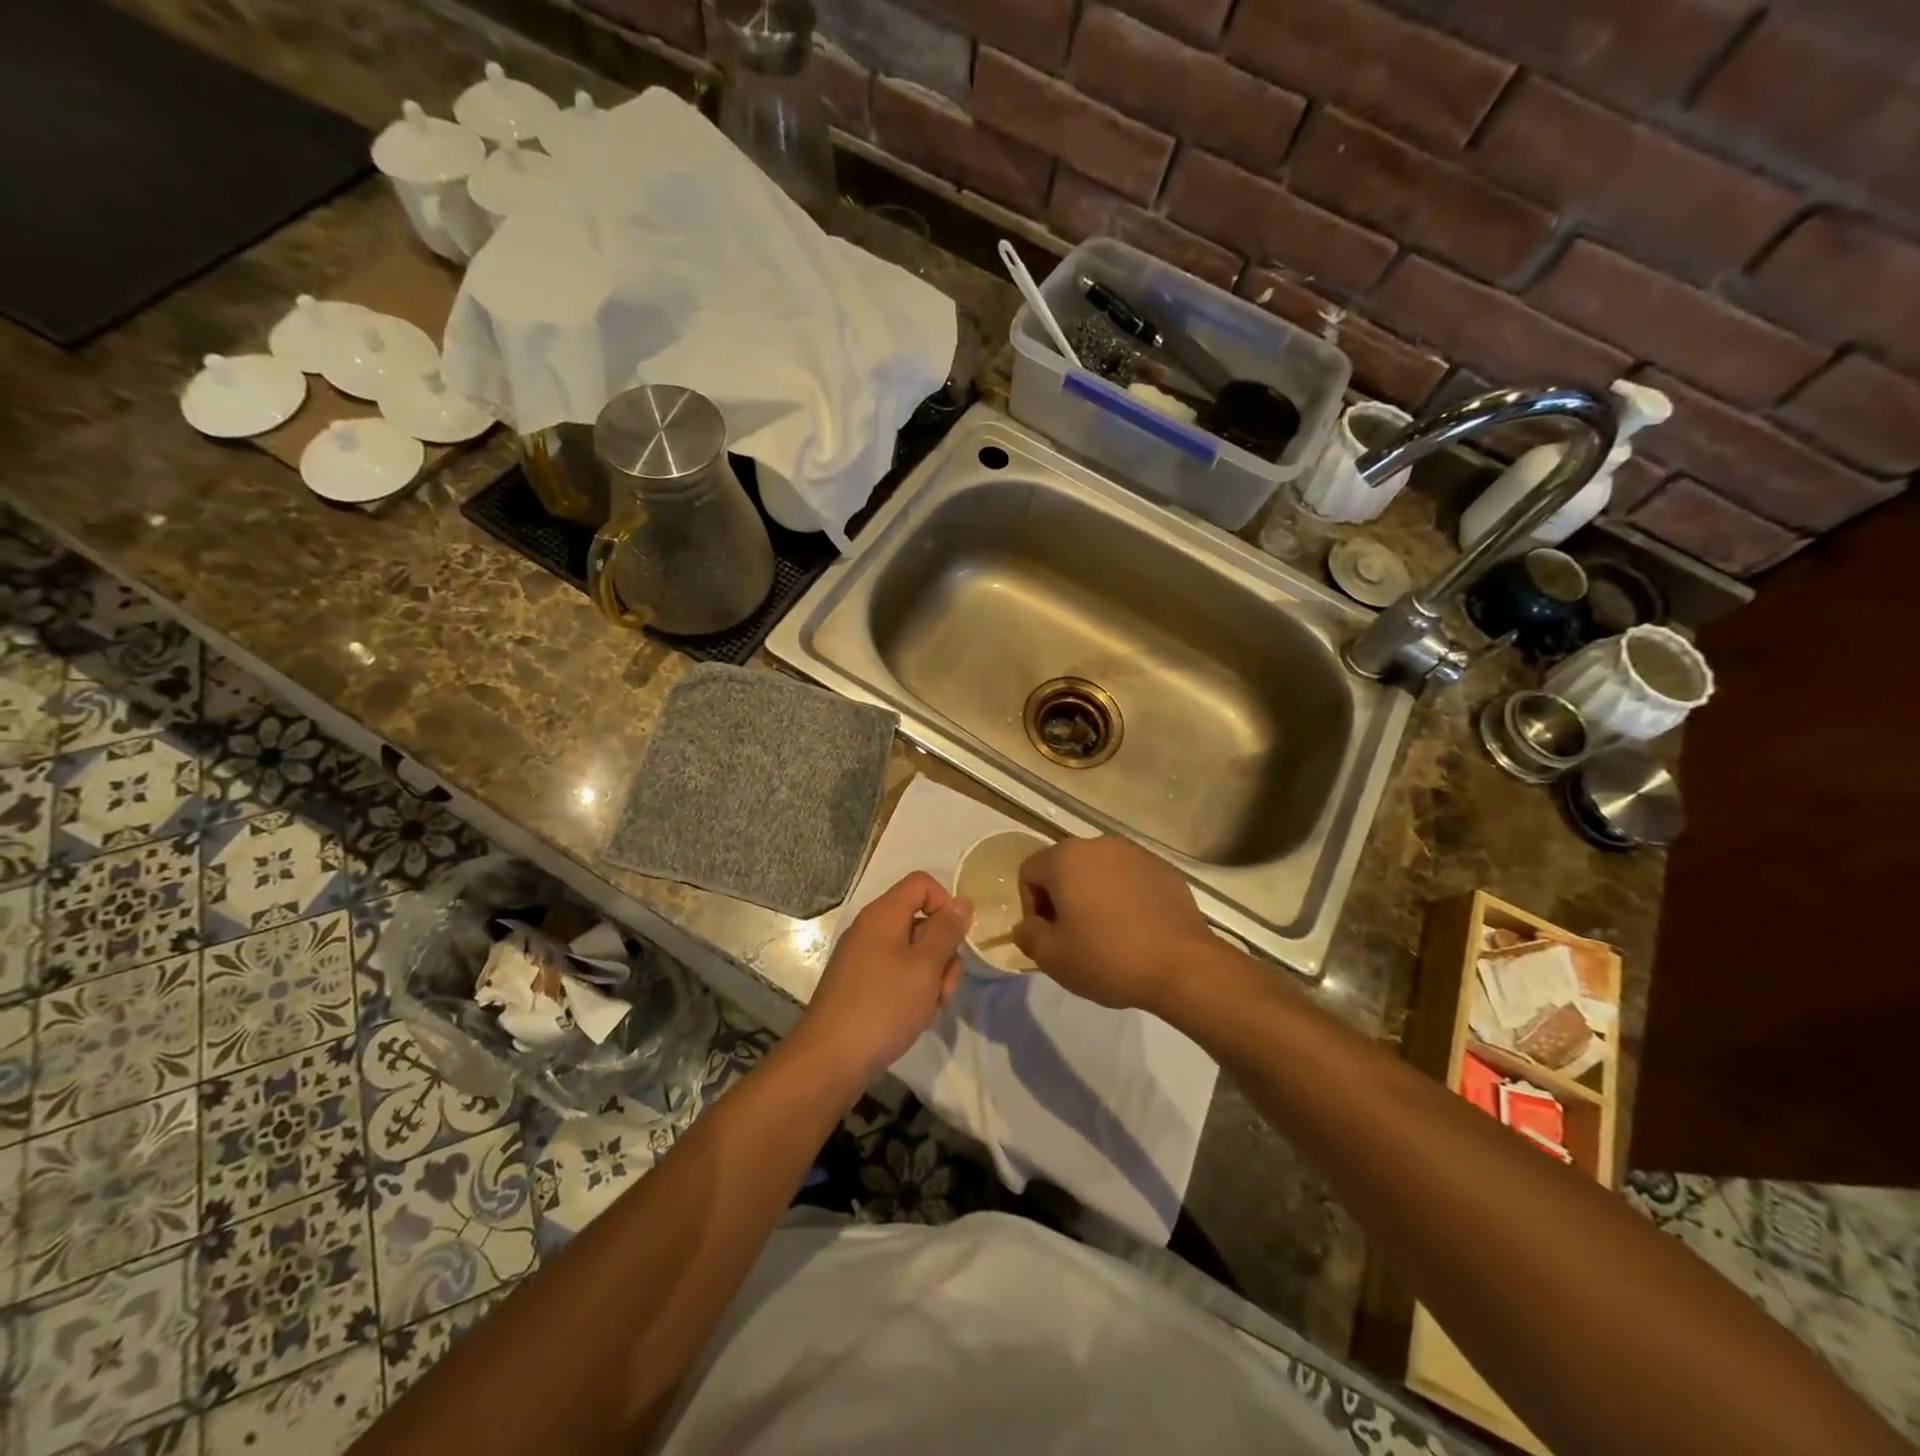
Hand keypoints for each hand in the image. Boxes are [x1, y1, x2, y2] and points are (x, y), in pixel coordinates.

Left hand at [797, 872, 972, 1084]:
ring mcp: (863, 959)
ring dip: (931, 980)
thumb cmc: (882, 1007)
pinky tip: (912, 1020)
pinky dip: (912, 994)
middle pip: (921, 922)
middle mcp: (870, 930)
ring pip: (913, 954)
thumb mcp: (925, 967)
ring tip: (927, 1011)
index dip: (945, 904)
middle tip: (942, 989)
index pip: (922, 884)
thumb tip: (962, 901)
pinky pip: (897, 976)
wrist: (829, 1060)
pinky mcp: (860, 986)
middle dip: (942, 954)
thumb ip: (947, 931)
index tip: (955, 940)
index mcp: (882, 915)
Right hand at [1014, 837, 1213, 1011]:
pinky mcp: (1163, 868)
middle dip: (1061, 899)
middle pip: (1064, 868)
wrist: (1182, 965)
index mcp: (1066, 858)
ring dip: (1092, 896)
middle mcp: (1098, 844)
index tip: (1048, 937)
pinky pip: (1129, 879)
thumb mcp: (1052, 957)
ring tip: (1106, 934)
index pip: (1029, 873)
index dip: (1030, 907)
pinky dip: (1123, 898)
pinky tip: (1135, 929)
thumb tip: (1029, 925)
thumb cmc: (1108, 957)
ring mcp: (1135, 853)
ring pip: (1098, 872)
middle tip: (1073, 937)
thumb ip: (1028, 935)